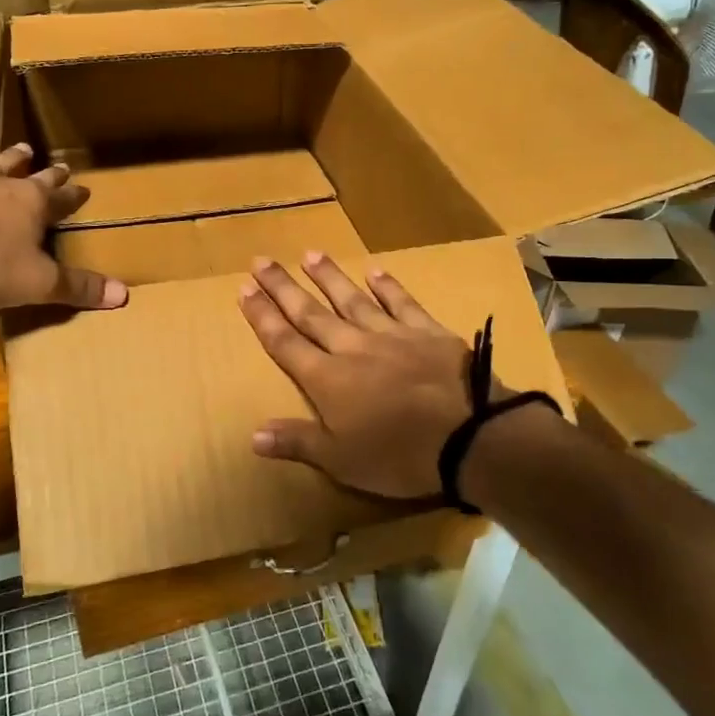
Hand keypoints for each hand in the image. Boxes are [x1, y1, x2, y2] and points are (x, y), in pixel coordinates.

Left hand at [0, 116, 127, 311]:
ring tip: (21, 147)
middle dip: (46, 174)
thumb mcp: (38, 285)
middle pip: (30, 177)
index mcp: (32, 207)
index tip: (84, 190)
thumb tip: (125, 296)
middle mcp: (1, 185)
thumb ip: (79, 288)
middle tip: (59, 165)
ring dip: (6, 157)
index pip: (62, 200)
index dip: (74, 197)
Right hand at [237, 252, 496, 497]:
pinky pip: (402, 303)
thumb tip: (253, 434)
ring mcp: (391, 335)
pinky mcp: (427, 332)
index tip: (244, 289)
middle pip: (311, 313)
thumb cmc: (399, 455)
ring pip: (352, 299)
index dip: (262, 316)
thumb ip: (298, 442)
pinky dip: (388, 286)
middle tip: (262, 260)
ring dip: (329, 277)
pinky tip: (375, 271)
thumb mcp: (341, 461)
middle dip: (283, 288)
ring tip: (310, 254)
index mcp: (327, 379)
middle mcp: (352, 347)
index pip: (285, 342)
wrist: (469, 435)